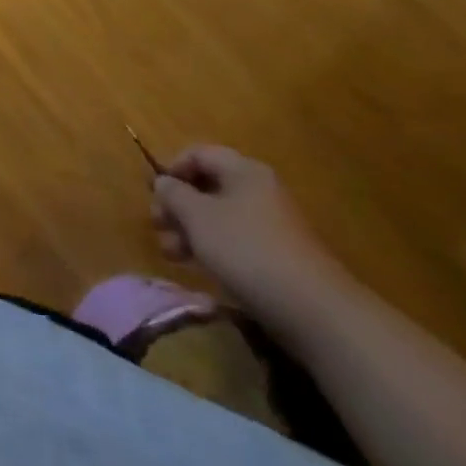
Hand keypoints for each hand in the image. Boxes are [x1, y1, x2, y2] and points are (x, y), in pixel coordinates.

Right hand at [150, 145, 355, 334]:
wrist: (313, 311)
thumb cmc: (246, 250)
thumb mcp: (197, 216)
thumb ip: (173, 193)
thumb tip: (163, 182)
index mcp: (243, 171)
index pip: (198, 154)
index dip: (170, 168)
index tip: (152, 193)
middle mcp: (258, 190)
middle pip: (207, 186)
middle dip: (177, 205)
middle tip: (157, 226)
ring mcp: (270, 225)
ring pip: (218, 216)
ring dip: (189, 230)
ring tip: (171, 253)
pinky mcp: (276, 256)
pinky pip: (234, 240)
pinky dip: (211, 248)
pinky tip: (197, 267)